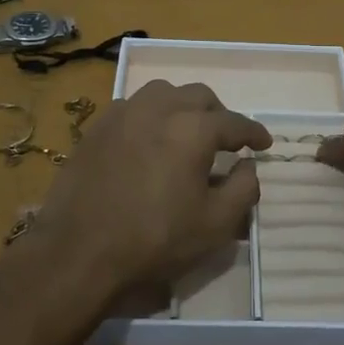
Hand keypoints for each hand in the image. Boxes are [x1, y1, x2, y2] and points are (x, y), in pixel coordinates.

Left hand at [32, 80, 270, 309]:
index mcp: (193, 129)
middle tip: (226, 140)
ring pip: (164, 93)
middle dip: (219, 115)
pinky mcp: (97, 127)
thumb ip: (243, 189)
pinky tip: (150, 140)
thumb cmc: (155, 239)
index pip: (234, 122)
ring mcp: (123, 113)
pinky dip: (151, 116)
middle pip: (199, 96)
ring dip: (183, 107)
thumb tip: (248, 165)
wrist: (79, 251)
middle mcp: (159, 108)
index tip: (264, 144)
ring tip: (187, 132)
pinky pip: (133, 107)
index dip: (254, 133)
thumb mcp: (215, 224)